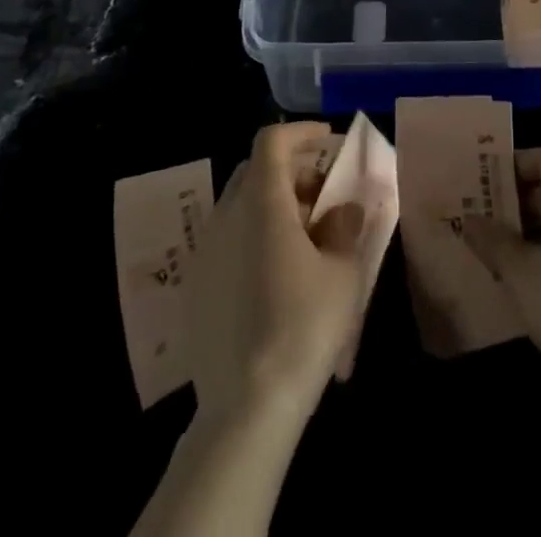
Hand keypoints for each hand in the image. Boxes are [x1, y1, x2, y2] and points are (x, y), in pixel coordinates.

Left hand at [185, 122, 368, 424]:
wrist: (245, 408)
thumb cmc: (303, 327)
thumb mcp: (343, 273)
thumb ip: (345, 228)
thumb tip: (345, 209)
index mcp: (262, 203)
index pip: (272, 140)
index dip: (301, 132)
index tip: (328, 142)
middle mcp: (226, 216)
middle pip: (255, 169)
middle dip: (290, 170)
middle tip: (323, 193)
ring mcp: (205, 251)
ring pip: (239, 204)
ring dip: (272, 203)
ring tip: (305, 235)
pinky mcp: (195, 285)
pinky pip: (227, 238)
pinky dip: (253, 234)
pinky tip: (276, 272)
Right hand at [461, 148, 540, 423]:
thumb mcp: (524, 272)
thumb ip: (494, 241)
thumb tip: (470, 219)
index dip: (512, 164)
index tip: (478, 178)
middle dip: (510, 203)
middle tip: (469, 215)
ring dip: (520, 238)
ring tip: (479, 249)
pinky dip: (536, 265)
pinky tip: (507, 285)